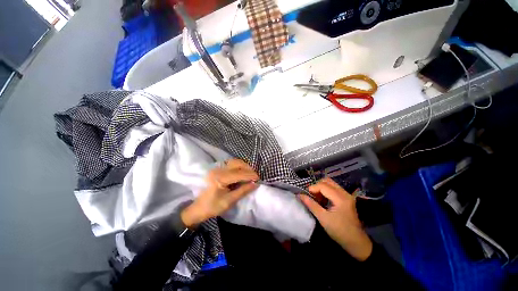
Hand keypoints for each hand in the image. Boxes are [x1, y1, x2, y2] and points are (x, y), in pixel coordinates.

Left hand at [181, 159, 258, 227]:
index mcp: (220, 179)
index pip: (239, 174)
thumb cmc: (213, 207)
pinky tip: (243, 172)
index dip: (250, 175)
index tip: (258, 179)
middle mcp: (219, 170)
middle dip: (248, 169)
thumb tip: (255, 184)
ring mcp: (217, 168)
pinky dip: (239, 166)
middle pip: (237, 164)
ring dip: (244, 166)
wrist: (198, 208)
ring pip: (234, 162)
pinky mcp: (218, 169)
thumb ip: (243, 191)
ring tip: (250, 174)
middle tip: (255, 176)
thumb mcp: (229, 201)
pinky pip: (231, 164)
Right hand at [299, 178, 372, 260]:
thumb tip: (300, 195)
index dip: (312, 188)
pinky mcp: (346, 198)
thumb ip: (311, 204)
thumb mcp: (323, 218)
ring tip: (316, 197)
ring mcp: (347, 195)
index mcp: (340, 198)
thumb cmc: (339, 231)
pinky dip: (326, 191)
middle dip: (317, 186)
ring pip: (331, 184)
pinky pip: (334, 189)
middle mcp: (345, 193)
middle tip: (311, 195)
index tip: (306, 195)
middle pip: (327, 181)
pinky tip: (322, 199)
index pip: (323, 185)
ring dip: (321, 188)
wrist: (356, 242)